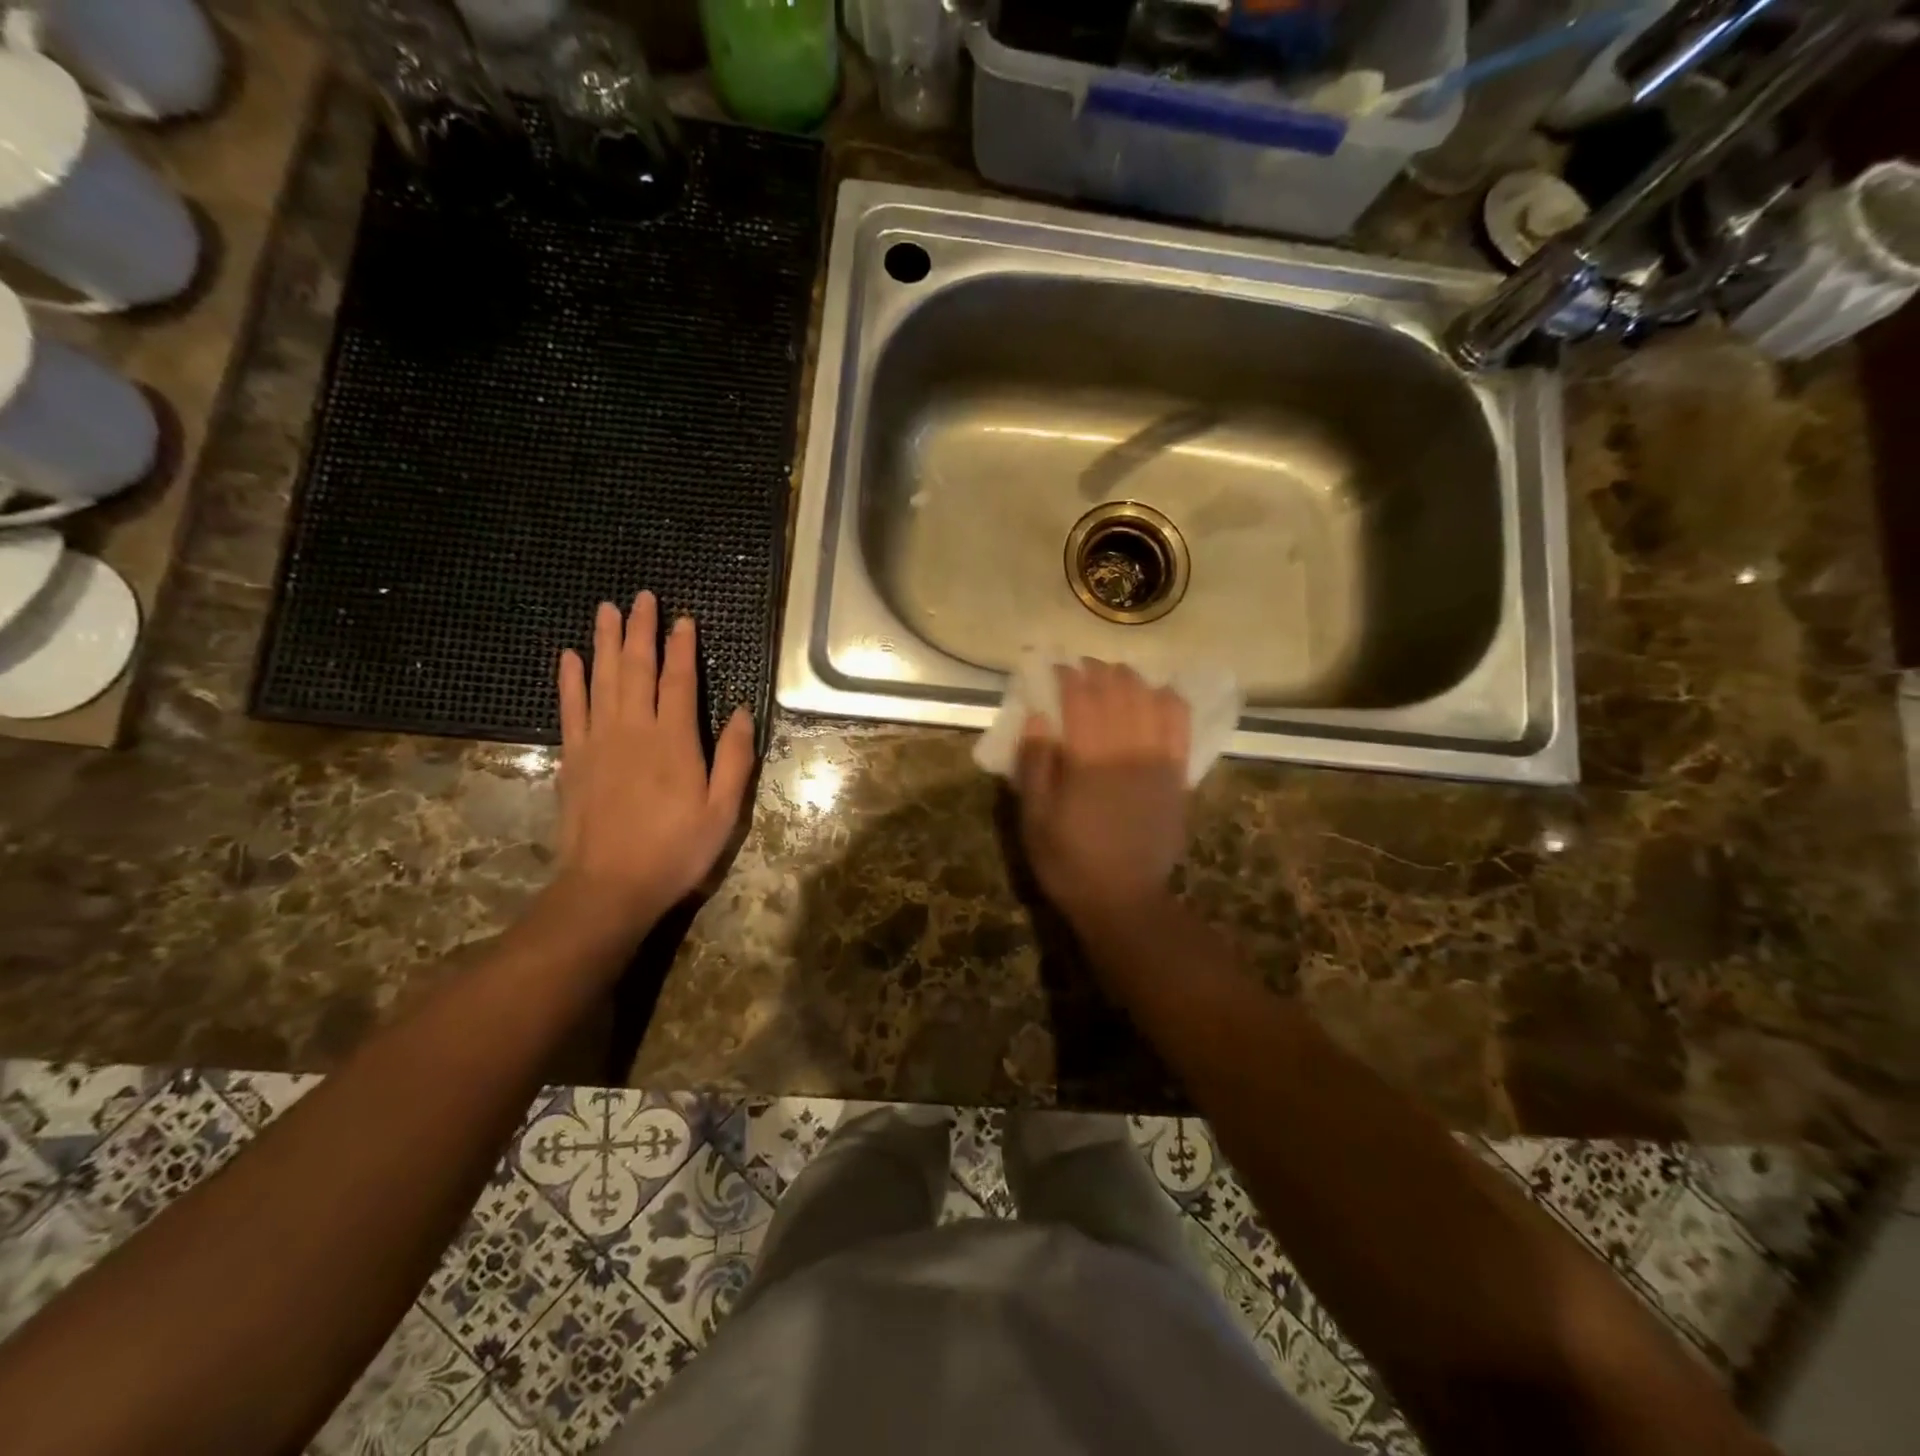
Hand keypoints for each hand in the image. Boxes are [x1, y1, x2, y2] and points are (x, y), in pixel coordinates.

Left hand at [554, 592, 754, 934]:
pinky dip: (570, 680)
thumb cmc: (676, 850)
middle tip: (642, 597)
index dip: (681, 648)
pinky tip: (570, 657)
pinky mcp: (573, 758)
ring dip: (605, 642)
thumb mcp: (723, 812)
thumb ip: (733, 759)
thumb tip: (739, 712)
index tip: (683, 619)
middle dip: (641, 631)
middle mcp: (634, 729)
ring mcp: (598, 741)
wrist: (609, 886)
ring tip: (607, 610)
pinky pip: (570, 708)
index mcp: (674, 741)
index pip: (678, 681)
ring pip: (602, 679)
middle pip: (636, 669)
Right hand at [1013, 660, 1191, 923]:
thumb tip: (1038, 716)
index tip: (1057, 667)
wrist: (1124, 899)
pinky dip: (1170, 701)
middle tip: (1084, 668)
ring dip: (1132, 680)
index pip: (1081, 700)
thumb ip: (1035, 763)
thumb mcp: (1034, 818)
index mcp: (1088, 761)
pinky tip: (1159, 693)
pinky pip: (1180, 726)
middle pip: (1117, 692)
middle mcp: (1126, 751)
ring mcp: (1157, 761)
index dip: (1068, 676)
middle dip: (1099, 672)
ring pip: (1149, 701)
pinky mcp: (1178, 775)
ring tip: (1116, 676)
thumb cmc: (1069, 861)